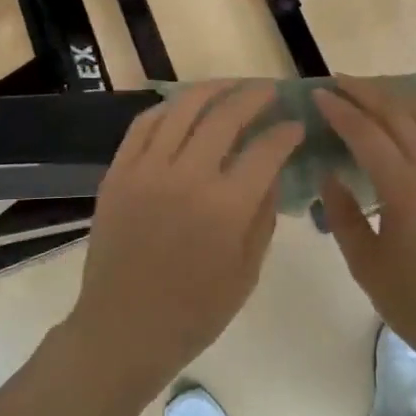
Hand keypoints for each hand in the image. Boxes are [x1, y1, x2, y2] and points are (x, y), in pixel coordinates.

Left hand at [65, 82, 303, 392]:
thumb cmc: (194, 312)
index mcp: (225, 207)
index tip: (297, 125)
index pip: (266, 150)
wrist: (123, 329)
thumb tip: (273, 171)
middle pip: (225, 116)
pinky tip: (184, 106)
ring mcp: (147, 170)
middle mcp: (186, 177)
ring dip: (212, 89)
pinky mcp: (118, 172)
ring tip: (231, 85)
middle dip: (254, 96)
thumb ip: (263, 215)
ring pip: (182, 109)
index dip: (286, 132)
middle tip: (270, 90)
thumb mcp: (247, 271)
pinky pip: (144, 125)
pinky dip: (168, 108)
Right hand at [315, 77, 415, 379]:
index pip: (368, 134)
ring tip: (366, 91)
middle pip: (398, 114)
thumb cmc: (415, 302)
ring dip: (394, 97)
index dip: (341, 111)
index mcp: (406, 191)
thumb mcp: (365, 264)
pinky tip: (403, 117)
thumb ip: (342, 214)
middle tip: (337, 81)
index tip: (318, 94)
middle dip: (366, 92)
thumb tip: (329, 173)